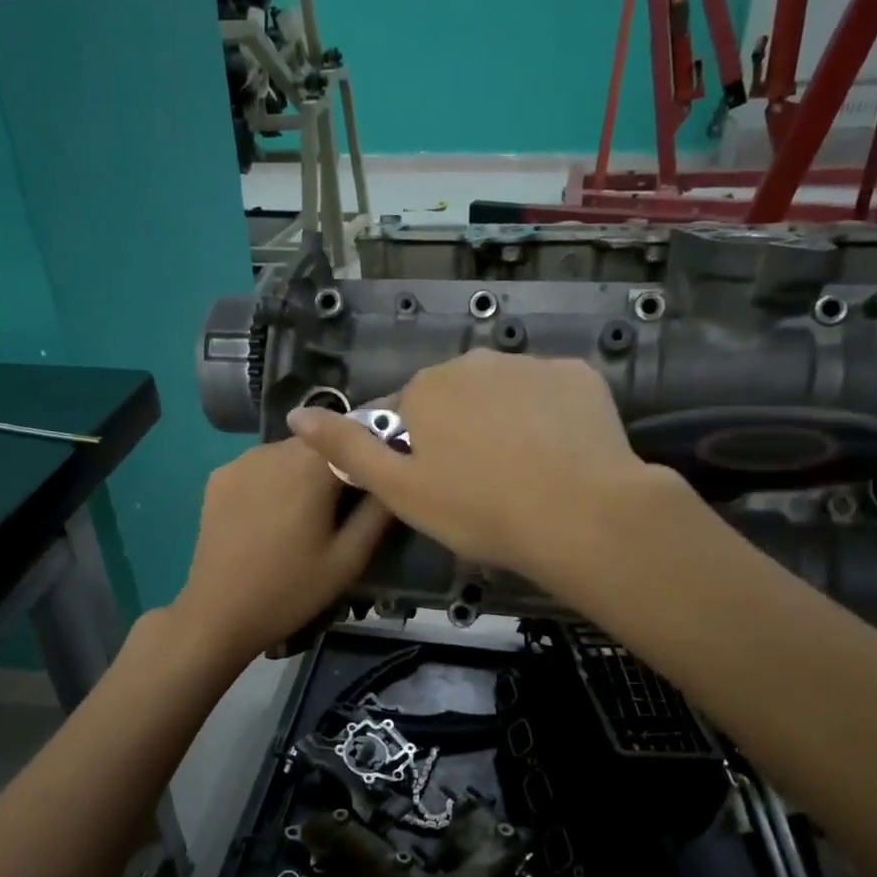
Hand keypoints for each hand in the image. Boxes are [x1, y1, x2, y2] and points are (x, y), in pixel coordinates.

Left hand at [169, 438, 391, 664]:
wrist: (218, 614)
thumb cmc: (291, 589)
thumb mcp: (349, 559)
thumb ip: (378, 512)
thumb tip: (393, 475)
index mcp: (311, 466)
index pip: (355, 433)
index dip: (371, 450)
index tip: (381, 475)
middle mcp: (274, 449)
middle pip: (321, 441)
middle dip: (338, 462)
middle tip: (347, 502)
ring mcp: (242, 460)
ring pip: (290, 451)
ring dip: (306, 470)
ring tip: (310, 511)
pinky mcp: (220, 476)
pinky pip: (261, 465)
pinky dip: (275, 479)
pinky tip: (274, 514)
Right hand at [284, 350, 684, 583]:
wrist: (579, 513)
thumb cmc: (478, 509)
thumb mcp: (400, 491)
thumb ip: (347, 450)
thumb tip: (297, 415)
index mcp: (427, 389)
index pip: (408, 414)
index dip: (418, 452)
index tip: (439, 488)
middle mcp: (475, 362)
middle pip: (457, 398)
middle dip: (461, 431)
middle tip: (481, 485)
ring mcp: (532, 364)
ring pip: (505, 393)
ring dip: (505, 422)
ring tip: (525, 473)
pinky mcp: (579, 376)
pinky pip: (551, 395)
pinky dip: (550, 418)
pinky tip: (560, 455)